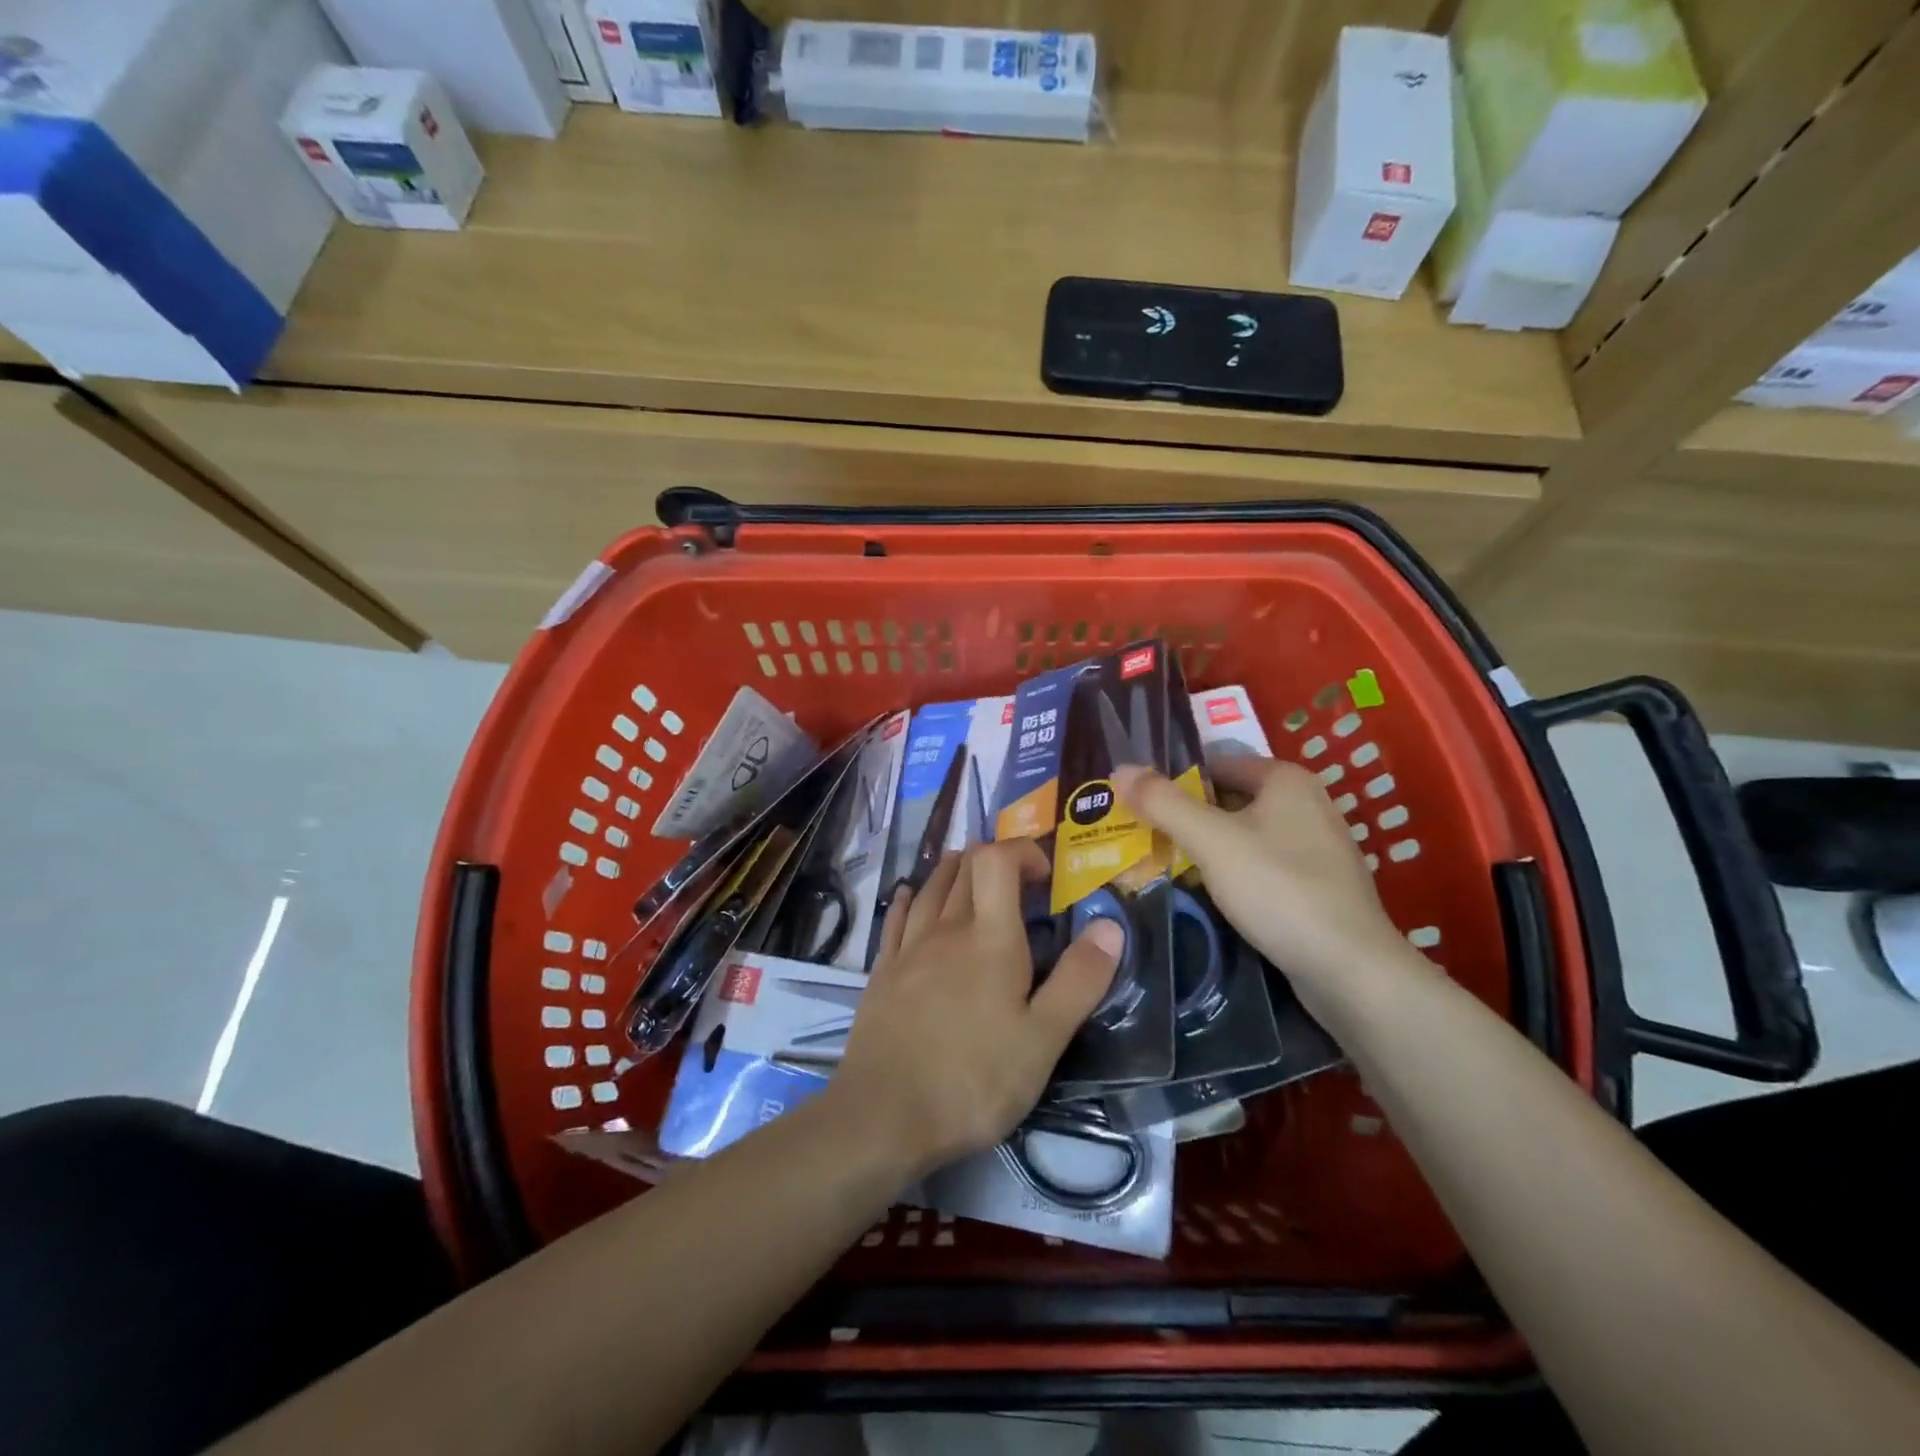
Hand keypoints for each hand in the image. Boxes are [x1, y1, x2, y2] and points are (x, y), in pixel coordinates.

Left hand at [828, 842, 1122, 1178]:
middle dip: (993, 859)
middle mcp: (946, 929)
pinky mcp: (883, 971)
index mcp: (990, 938)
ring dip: (954, 871)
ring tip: (971, 876)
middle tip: (1017, 882)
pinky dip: (912, 897)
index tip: (1045, 876)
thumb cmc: (974, 1079)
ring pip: (931, 887)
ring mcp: (909, 948)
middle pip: (964, 867)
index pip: (997, 860)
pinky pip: (897, 917)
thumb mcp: (1043, 1040)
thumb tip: (1111, 924)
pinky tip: (912, 896)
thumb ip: (1079, 980)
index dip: (1021, 851)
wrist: (884, 1115)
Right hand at [1113, 756, 1418, 999]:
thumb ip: (1162, 802)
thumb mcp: (1211, 840)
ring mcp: (1318, 846)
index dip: (1175, 781)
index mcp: (1286, 779)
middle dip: (1187, 817)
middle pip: (1229, 799)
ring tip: (1166, 867)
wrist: (1350, 969)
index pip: (1215, 763)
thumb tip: (1119, 769)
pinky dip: (1234, 873)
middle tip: (1144, 837)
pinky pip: (1263, 865)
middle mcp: (1307, 803)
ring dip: (1208, 848)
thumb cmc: (1278, 889)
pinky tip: (1210, 895)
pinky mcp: (1320, 885)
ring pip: (1245, 835)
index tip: (1139, 806)